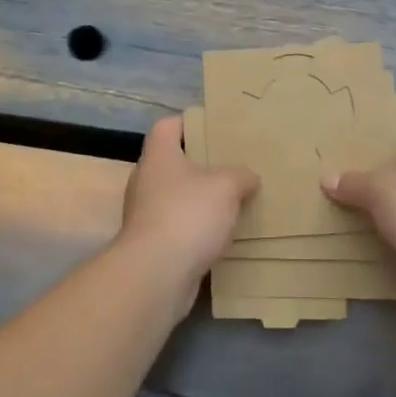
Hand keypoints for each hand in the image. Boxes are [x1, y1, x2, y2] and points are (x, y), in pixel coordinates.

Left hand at [119, 116, 258, 304]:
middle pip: (174, 162)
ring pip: (178, 197)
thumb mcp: (226, 186)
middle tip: (233, 165)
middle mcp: (147, 181)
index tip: (214, 126)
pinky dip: (197, 228)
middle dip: (202, 164)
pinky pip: (179, 227)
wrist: (156, 275)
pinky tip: (222, 234)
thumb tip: (249, 177)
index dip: (188, 121)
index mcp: (159, 156)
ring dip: (201, 200)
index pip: (167, 126)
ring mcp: (146, 214)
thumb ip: (240, 176)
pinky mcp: (153, 244)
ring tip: (233, 201)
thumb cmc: (188, 215)